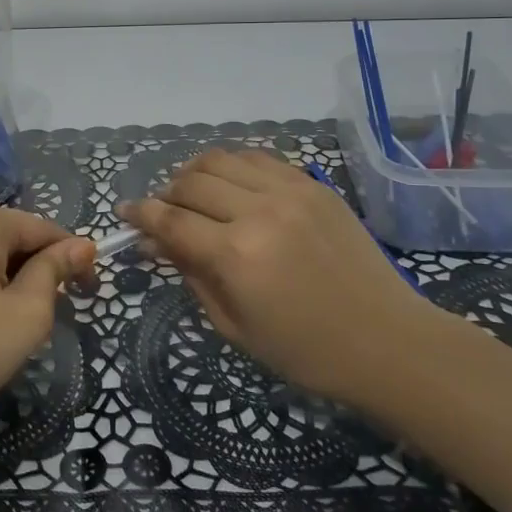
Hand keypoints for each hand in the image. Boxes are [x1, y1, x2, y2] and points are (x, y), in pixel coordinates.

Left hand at [0, 200, 96, 438]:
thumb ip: (54, 272)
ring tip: (8, 327)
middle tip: (48, 316)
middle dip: (34, 271)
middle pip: (7, 239)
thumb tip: (80, 245)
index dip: (73, 258)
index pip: (42, 229)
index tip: (91, 291)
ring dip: (2, 282)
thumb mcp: (27, 314)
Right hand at [118, 149, 431, 408]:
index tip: (124, 213)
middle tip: (164, 214)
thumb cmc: (304, 351)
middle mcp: (258, 211)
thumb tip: (155, 243)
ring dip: (196, 172)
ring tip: (194, 193)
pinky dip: (234, 166)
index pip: (169, 220)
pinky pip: (260, 159)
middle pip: (191, 182)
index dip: (140, 214)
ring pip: (222, 159)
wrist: (388, 342)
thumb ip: (191, 275)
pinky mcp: (314, 185)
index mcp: (236, 255)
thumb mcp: (234, 326)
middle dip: (166, 194)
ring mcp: (290, 192)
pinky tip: (232, 185)